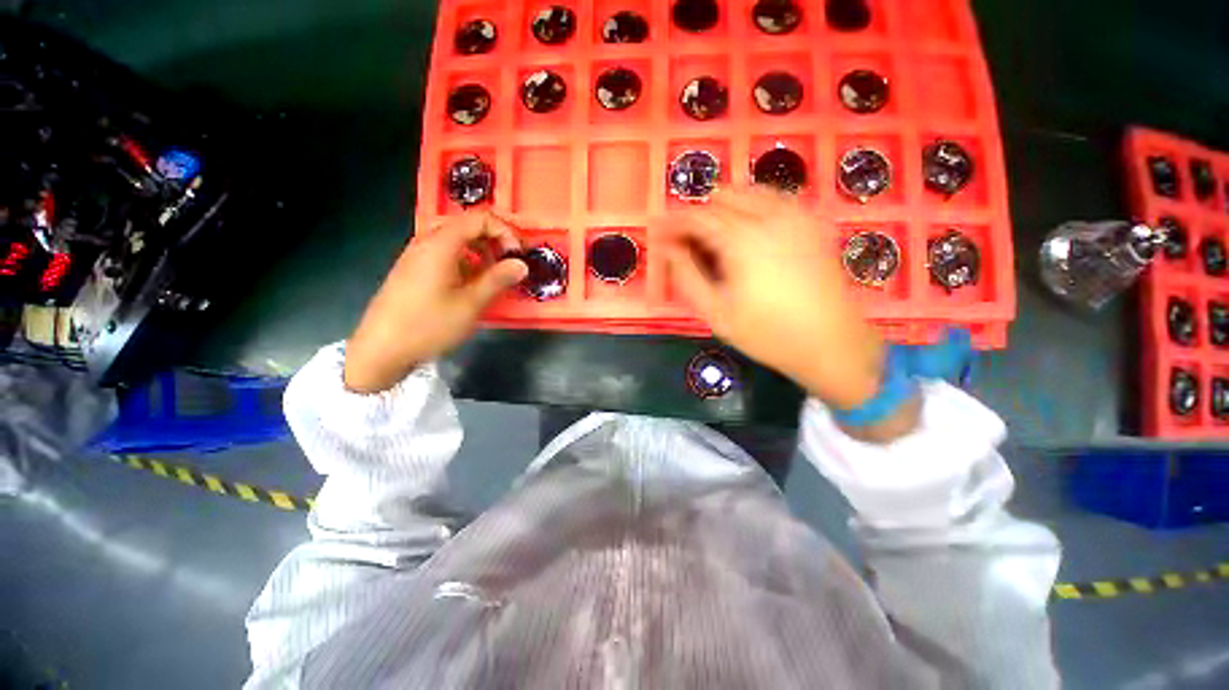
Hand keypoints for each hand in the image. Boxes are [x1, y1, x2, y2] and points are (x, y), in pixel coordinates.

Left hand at [343, 212, 526, 393]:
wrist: (381, 349)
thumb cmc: (429, 325)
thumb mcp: (471, 304)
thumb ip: (498, 280)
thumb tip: (521, 264)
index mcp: (440, 244)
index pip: (478, 219)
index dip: (504, 231)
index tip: (517, 255)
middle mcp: (425, 242)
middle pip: (464, 224)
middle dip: (492, 238)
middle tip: (507, 259)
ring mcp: (416, 256)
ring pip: (453, 239)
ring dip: (478, 249)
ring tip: (493, 272)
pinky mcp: (412, 271)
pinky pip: (442, 253)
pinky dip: (464, 259)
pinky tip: (471, 282)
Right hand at [662, 187, 885, 408]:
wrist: (831, 343)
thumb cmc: (767, 333)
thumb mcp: (716, 312)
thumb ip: (688, 276)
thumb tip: (669, 249)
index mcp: (742, 240)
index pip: (697, 217)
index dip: (673, 223)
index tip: (658, 232)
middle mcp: (770, 217)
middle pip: (721, 197)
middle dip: (698, 214)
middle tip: (686, 241)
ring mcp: (796, 215)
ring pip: (749, 191)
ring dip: (724, 208)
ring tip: (713, 236)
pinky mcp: (813, 222)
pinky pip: (774, 198)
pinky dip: (752, 206)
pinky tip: (747, 230)